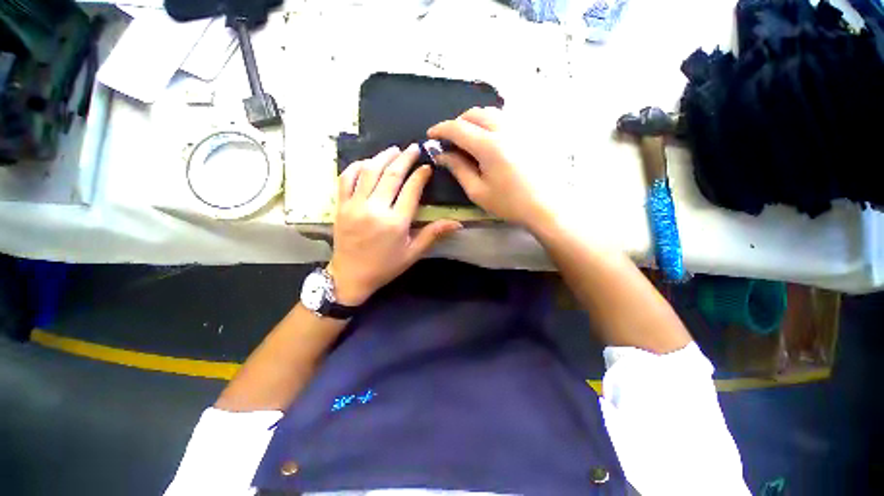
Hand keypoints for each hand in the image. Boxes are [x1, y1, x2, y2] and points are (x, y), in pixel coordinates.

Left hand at [328, 145, 461, 305]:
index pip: (411, 189)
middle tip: (414, 148)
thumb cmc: (385, 266)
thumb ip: (433, 234)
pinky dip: (356, 166)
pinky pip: (346, 179)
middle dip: (405, 158)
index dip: (421, 175)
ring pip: (370, 172)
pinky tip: (367, 162)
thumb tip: (457, 223)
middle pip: (392, 175)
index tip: (427, 166)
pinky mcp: (341, 206)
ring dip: (383, 157)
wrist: (350, 276)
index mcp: (395, 222)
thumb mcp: (413, 253)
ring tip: (394, 149)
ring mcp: (355, 205)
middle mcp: (375, 209)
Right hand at [428, 107, 551, 228]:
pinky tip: (489, 139)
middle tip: (450, 140)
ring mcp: (520, 128)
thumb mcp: (477, 191)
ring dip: (474, 121)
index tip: (431, 135)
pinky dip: (490, 123)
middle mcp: (505, 129)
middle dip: (457, 123)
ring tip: (468, 138)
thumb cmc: (509, 203)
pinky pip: (505, 118)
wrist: (546, 206)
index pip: (458, 128)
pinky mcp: (530, 132)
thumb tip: (442, 154)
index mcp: (489, 146)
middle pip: (474, 113)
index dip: (441, 129)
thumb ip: (458, 169)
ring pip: (491, 112)